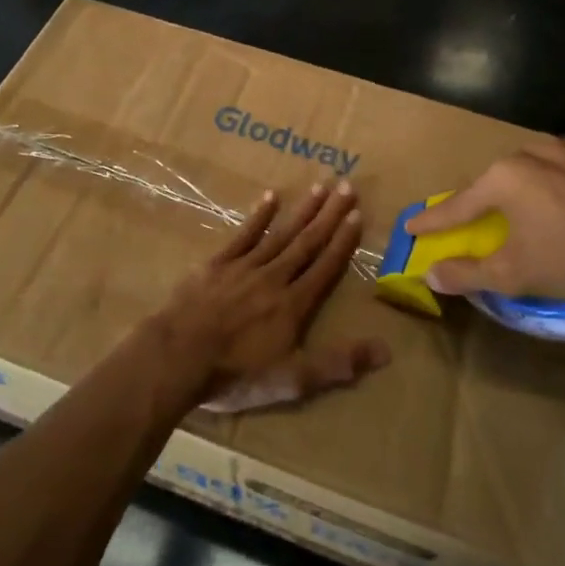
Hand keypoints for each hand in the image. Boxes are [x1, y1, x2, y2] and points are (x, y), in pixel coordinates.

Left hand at [145, 182, 389, 414]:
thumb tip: (386, 350)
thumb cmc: (237, 374)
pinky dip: (259, 216)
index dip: (343, 241)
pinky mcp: (217, 264)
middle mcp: (274, 277)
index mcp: (294, 304)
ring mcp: (244, 267)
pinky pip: (243, 235)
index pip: (325, 267)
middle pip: (307, 242)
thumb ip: (338, 364)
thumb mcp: (293, 379)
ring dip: (302, 210)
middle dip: (329, 215)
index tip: (357, 214)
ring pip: (280, 233)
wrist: (178, 357)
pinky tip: (271, 197)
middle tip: (347, 186)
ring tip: (320, 186)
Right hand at [408, 138, 564, 309]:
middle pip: (500, 179)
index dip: (434, 221)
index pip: (458, 204)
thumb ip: (468, 274)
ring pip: (542, 166)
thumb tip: (430, 274)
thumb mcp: (516, 274)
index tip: (412, 225)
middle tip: (486, 219)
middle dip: (489, 199)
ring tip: (545, 211)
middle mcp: (534, 150)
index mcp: (505, 178)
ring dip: (535, 186)